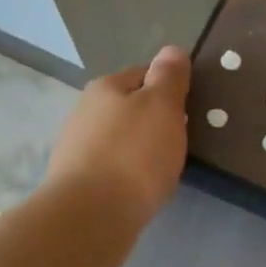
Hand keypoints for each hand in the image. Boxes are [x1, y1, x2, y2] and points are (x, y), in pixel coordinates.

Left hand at [44, 45, 190, 232]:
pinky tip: (140, 187)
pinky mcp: (76, 180)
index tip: (189, 109)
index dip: (168, 88)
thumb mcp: (162, 107)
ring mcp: (76, 147)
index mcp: (106, 87)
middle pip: (129, 106)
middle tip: (180, 140)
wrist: (91, 216)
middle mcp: (85, 111)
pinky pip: (111, 166)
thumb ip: (169, 77)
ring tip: (162, 167)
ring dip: (139, 147)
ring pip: (119, 138)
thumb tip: (172, 50)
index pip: (143, 74)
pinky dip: (127, 172)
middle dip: (153, 119)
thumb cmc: (134, 155)